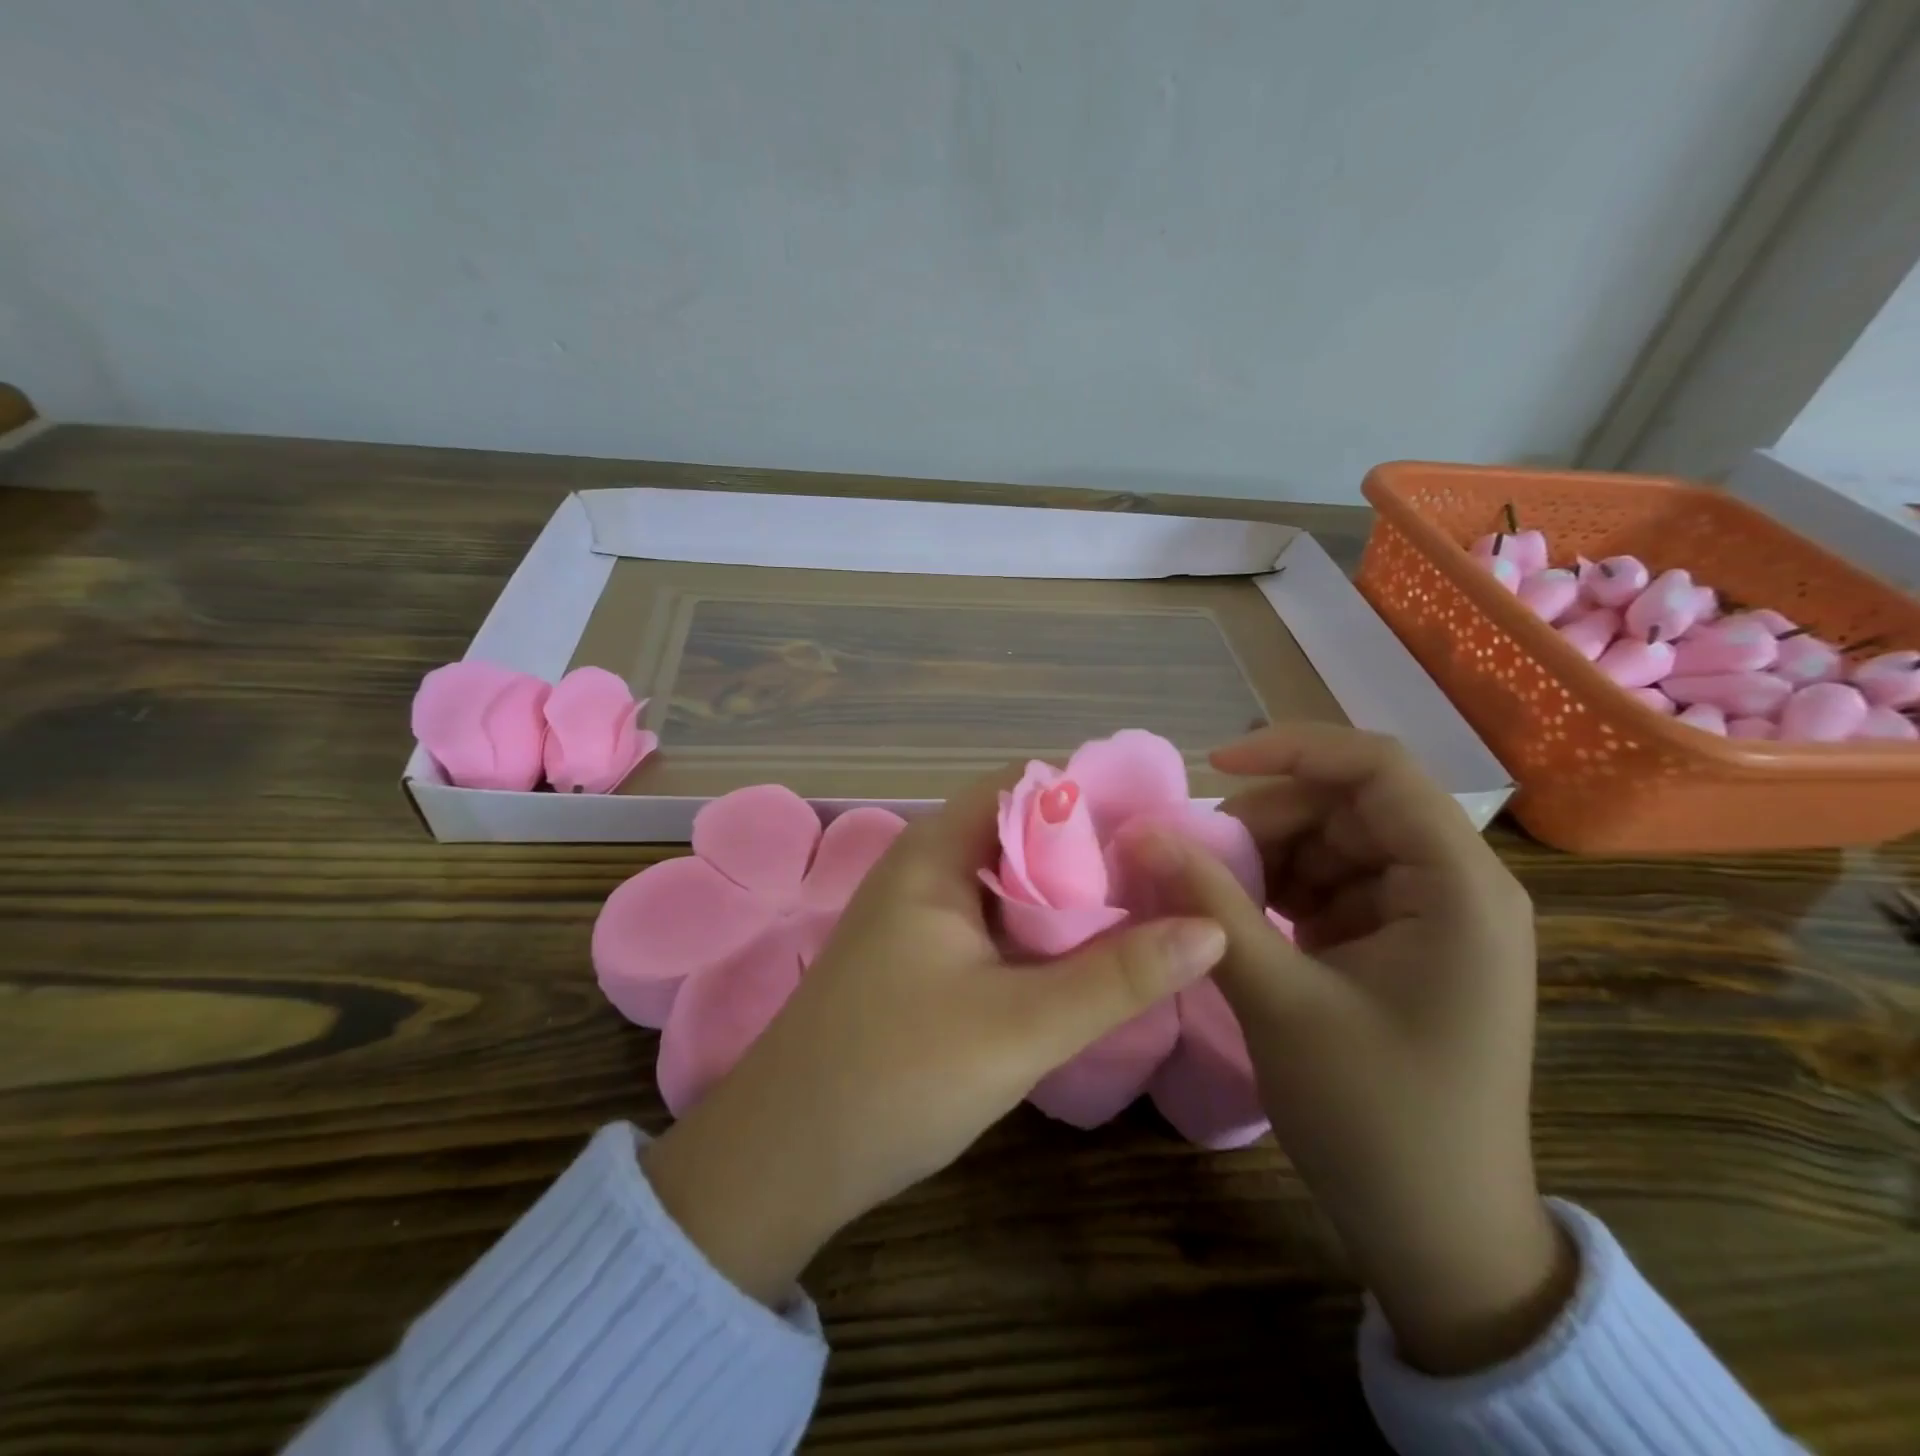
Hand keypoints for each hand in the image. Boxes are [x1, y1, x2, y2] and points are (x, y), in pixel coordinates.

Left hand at [641, 769, 1228, 1305]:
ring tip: (1151, 910)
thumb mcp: (1021, 1026)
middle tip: (1173, 875)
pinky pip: (994, 924)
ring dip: (1070, 897)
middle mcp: (925, 868)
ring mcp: (919, 915)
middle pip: (1022, 833)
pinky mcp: (920, 959)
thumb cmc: (895, 1074)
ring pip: (1011, 884)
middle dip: (1093, 851)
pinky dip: (1041, 933)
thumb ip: (1119, 976)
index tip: (1164, 825)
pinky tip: (1089, 958)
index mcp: (937, 852)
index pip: (1025, 786)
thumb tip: (1213, 927)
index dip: (1094, 796)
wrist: (784, 1158)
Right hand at [1132, 724, 1573, 1373]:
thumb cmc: (1375, 1118)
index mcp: (1458, 887)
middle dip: (1267, 820)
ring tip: (1211, 897)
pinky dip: (1281, 891)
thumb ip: (1207, 904)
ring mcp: (1430, 917)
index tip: (1212, 769)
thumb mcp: (1279, 999)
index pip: (1378, 768)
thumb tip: (1139, 832)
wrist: (1439, 1238)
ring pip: (1334, 843)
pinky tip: (1242, 922)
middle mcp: (1456, 886)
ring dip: (1267, 857)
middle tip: (1196, 859)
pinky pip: (1333, 885)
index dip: (1292, 750)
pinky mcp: (1402, 944)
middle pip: (1349, 805)